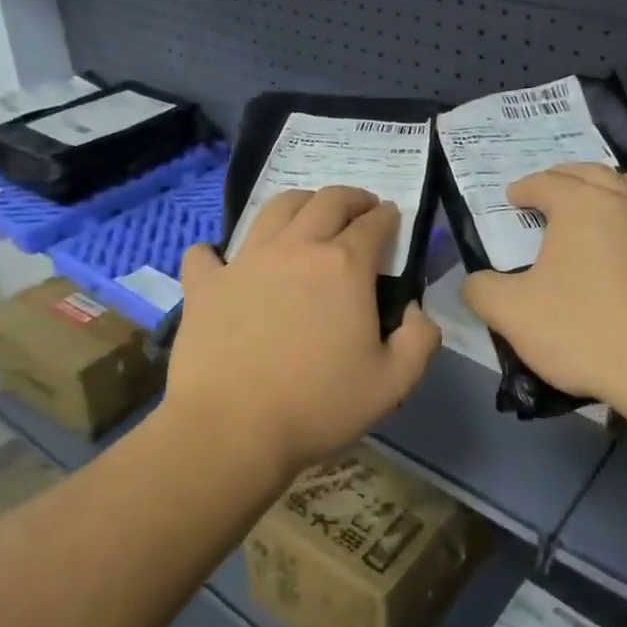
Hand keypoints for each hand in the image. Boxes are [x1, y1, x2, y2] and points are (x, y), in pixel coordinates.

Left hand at [165, 186, 440, 476]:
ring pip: (276, 208)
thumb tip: (415, 310)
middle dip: (352, 197)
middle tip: (360, 208)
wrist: (232, 429)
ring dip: (300, 203)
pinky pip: (208, 252)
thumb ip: (420, 339)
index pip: (374, 223)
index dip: (388, 217)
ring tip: (308, 215)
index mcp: (344, 266)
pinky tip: (223, 261)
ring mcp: (245, 260)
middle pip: (328, 201)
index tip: (393, 218)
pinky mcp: (205, 283)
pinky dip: (218, 251)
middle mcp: (296, 247)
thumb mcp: (393, 383)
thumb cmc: (318, 406)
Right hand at [462, 164, 626, 408]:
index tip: (513, 197)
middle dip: (570, 177)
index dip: (525, 187)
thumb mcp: (512, 314)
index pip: (546, 182)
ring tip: (609, 203)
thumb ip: (483, 291)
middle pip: (596, 174)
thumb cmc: (583, 330)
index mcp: (581, 205)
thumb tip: (473, 282)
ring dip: (621, 191)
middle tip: (554, 188)